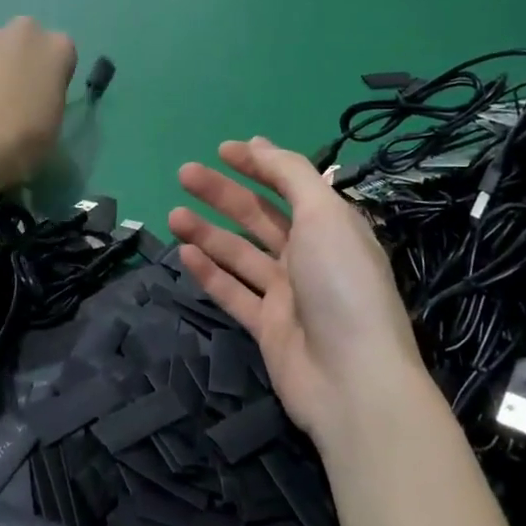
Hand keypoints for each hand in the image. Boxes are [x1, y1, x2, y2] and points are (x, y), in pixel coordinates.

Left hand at [0, 18, 76, 188]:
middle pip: (28, 40)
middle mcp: (27, 31)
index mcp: (59, 46)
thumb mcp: (56, 116)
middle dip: (23, 58)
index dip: (52, 75)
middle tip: (16, 92)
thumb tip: (33, 94)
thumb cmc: (29, 133)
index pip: (62, 54)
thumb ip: (49, 93)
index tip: (44, 96)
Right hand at [168, 138, 429, 453]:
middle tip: (184, 174)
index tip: (223, 150)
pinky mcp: (268, 328)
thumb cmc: (341, 284)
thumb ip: (291, 175)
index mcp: (332, 227)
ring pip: (241, 254)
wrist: (351, 380)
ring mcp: (289, 294)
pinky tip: (184, 253)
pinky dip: (210, 273)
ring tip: (174, 213)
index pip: (291, 185)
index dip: (259, 164)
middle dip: (223, 193)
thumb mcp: (324, 214)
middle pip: (259, 217)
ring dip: (208, 232)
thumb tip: (261, 145)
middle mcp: (311, 256)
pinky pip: (234, 293)